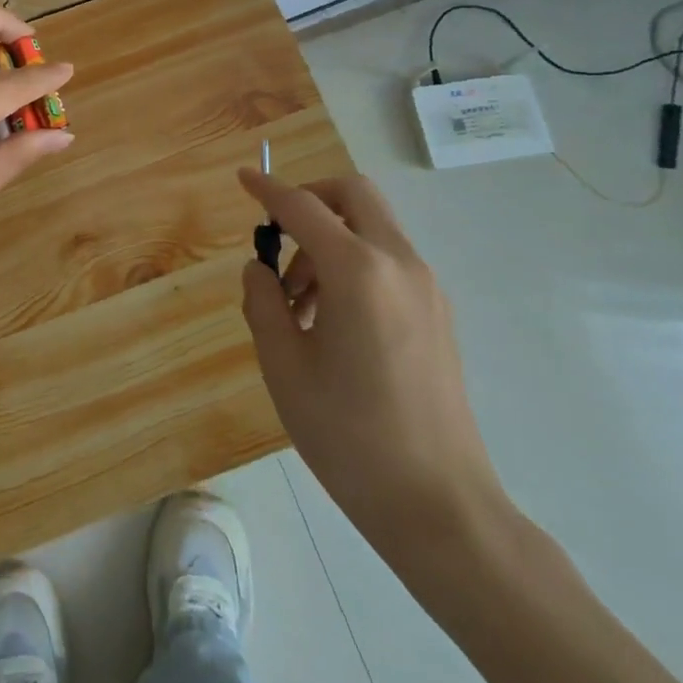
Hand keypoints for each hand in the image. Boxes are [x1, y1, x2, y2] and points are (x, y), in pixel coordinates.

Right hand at [237, 169, 510, 566]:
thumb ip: (262, 303)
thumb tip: (261, 269)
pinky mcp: (438, 313)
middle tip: (278, 235)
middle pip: (353, 194)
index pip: (303, 207)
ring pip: (371, 227)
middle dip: (310, 198)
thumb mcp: (284, 367)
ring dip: (329, 239)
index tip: (243, 178)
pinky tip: (330, 320)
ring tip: (297, 303)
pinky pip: (388, 260)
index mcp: (358, 272)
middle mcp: (399, 264)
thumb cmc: (348, 435)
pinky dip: (353, 263)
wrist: (439, 505)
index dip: (268, 189)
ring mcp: (426, 288)